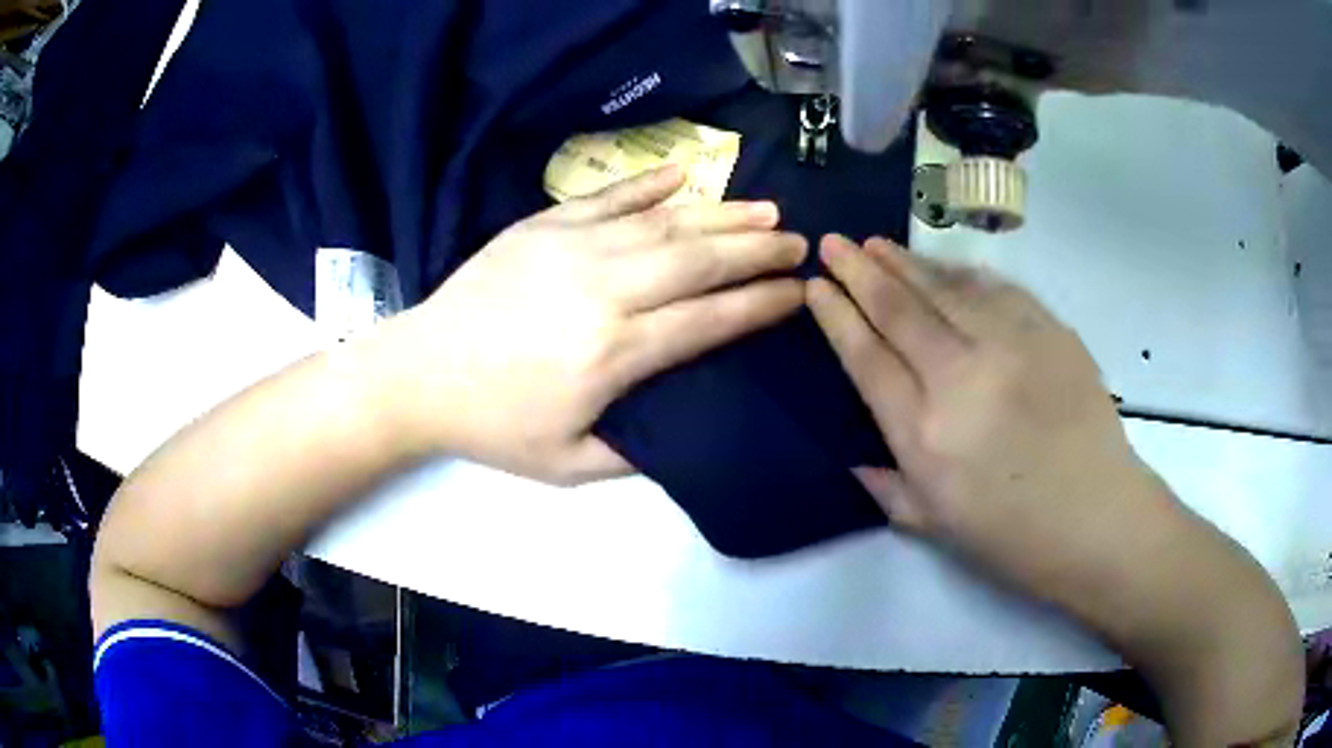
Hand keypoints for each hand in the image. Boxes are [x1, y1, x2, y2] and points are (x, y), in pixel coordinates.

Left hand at [380, 167, 805, 483]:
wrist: (419, 374)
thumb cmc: (495, 425)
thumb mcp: (568, 465)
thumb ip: (636, 452)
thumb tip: (687, 425)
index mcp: (614, 354)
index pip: (709, 319)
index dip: (760, 304)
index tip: (798, 292)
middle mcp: (604, 290)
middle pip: (699, 260)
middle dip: (757, 250)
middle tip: (798, 243)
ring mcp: (572, 247)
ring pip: (664, 223)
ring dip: (721, 214)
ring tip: (765, 211)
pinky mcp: (542, 225)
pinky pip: (608, 196)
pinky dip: (649, 183)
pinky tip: (684, 173)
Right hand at [807, 234, 1155, 600]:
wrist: (1098, 517)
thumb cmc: (1014, 536)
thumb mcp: (937, 527)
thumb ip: (888, 489)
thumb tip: (855, 458)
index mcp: (925, 435)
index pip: (867, 358)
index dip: (837, 316)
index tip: (817, 287)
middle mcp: (961, 379)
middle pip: (899, 310)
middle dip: (859, 271)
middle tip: (833, 242)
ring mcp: (1010, 346)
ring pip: (944, 288)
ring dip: (905, 262)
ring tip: (877, 244)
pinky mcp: (1048, 331)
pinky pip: (995, 289)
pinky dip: (963, 273)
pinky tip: (945, 265)